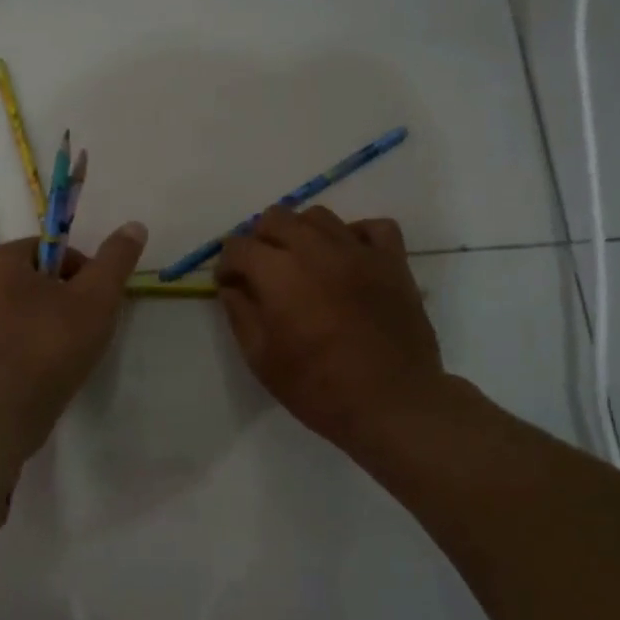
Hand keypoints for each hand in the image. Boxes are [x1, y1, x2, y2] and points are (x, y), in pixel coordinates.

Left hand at [0, 222, 148, 453]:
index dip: (82, 274)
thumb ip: (115, 260)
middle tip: (84, 331)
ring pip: (19, 311)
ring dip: (45, 325)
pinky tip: (42, 371)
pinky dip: (25, 347)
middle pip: (35, 280)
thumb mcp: (95, 299)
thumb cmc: (48, 347)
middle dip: (63, 300)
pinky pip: (5, 339)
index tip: (96, 304)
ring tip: (65, 354)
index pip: (51, 250)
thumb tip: (134, 226)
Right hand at [215, 206, 444, 452]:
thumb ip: (240, 314)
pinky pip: (373, 227)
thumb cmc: (318, 387)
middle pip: (276, 218)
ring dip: (301, 233)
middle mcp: (316, 249)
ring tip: (303, 263)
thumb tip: (233, 287)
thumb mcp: (261, 359)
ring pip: (319, 217)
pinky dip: (355, 235)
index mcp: (279, 272)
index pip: (238, 246)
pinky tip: (348, 258)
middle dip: (260, 241)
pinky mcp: (393, 261)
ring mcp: (359, 251)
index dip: (226, 265)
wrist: (392, 403)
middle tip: (262, 273)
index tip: (229, 286)